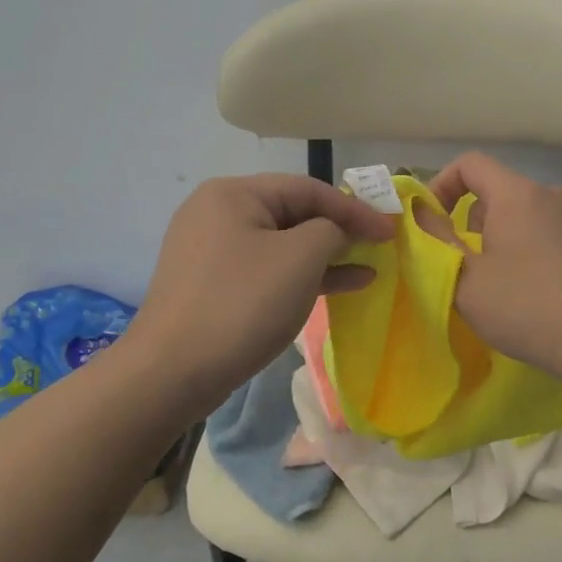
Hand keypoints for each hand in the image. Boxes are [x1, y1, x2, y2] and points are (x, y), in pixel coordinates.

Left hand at [130, 175, 393, 406]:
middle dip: (339, 231)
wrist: (172, 373)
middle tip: (379, 247)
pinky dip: (300, 276)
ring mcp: (211, 251)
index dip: (354, 208)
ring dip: (325, 257)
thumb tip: (334, 233)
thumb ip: (331, 231)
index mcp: (233, 194)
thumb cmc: (242, 304)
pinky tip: (336, 287)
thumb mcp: (300, 258)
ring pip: (281, 245)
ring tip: (368, 269)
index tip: (390, 230)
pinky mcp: (212, 285)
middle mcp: (217, 213)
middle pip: (292, 213)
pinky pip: (266, 270)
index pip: (307, 188)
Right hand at [427, 152, 561, 381]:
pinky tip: (533, 294)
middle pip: (497, 191)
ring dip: (500, 240)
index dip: (441, 185)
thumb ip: (435, 238)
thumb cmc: (527, 307)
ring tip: (497, 285)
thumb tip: (417, 209)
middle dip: (470, 222)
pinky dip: (529, 252)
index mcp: (517, 195)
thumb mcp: (465, 278)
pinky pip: (548, 234)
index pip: (470, 163)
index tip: (431, 222)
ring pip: (523, 215)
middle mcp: (550, 195)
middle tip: (463, 265)